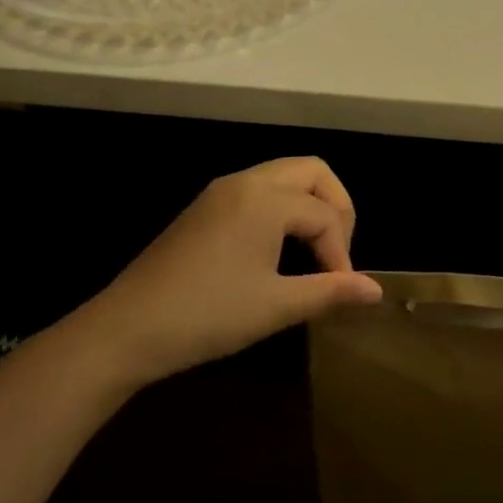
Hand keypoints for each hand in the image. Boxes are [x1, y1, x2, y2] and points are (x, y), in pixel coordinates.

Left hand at [64, 158, 382, 387]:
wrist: (125, 330)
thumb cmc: (207, 315)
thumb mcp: (276, 306)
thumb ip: (330, 292)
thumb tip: (377, 291)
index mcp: (265, 199)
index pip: (326, 215)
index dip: (342, 254)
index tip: (340, 292)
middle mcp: (244, 182)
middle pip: (312, 172)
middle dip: (336, 208)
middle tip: (335, 255)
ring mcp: (220, 192)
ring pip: (283, 177)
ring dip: (309, 206)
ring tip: (312, 254)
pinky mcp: (204, 208)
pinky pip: (258, 191)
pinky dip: (282, 209)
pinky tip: (276, 251)